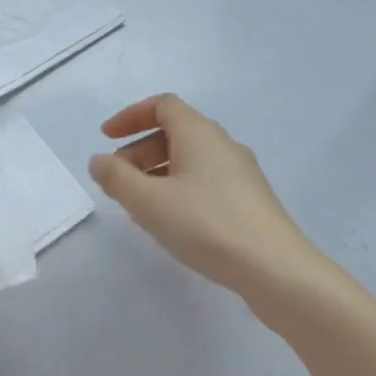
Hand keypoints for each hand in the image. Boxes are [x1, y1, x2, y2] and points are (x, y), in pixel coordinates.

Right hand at [90, 94, 321, 306]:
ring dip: (158, 173)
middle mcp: (222, 144)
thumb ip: (117, 178)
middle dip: (139, 151)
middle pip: (174, 132)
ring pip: (190, 159)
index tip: (107, 138)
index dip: (130, 116)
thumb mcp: (149, 202)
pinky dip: (179, 189)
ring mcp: (241, 172)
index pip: (162, 105)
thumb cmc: (206, 225)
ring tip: (139, 206)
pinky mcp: (250, 200)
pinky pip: (205, 180)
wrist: (276, 270)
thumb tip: (99, 160)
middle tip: (117, 180)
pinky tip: (172, 222)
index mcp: (199, 132)